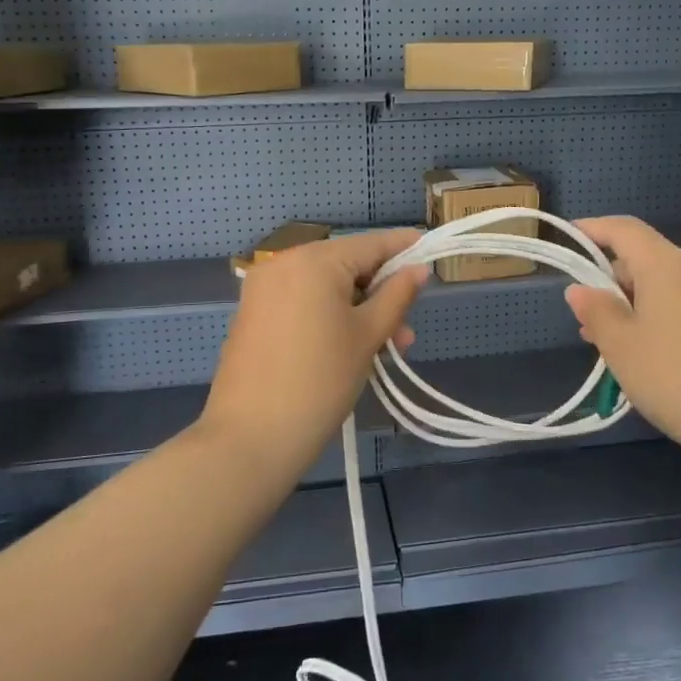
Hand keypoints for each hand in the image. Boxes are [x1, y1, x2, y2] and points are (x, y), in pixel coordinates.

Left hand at [201, 229, 426, 469]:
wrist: (251, 437)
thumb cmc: (320, 381)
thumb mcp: (367, 336)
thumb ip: (396, 296)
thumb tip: (418, 270)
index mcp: (314, 260)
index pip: (370, 243)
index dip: (403, 248)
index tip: (429, 252)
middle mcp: (284, 262)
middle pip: (346, 265)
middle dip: (380, 293)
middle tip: (406, 332)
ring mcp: (263, 288)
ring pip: (324, 287)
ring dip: (357, 309)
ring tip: (385, 348)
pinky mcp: (252, 313)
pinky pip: (301, 301)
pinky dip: (328, 315)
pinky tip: (348, 346)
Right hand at [562, 216, 680, 453]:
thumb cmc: (673, 377)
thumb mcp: (620, 346)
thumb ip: (596, 310)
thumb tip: (580, 290)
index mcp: (668, 265)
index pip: (625, 230)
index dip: (594, 229)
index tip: (571, 236)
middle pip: (647, 258)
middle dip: (613, 280)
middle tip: (587, 317)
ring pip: (668, 284)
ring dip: (636, 302)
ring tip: (613, 341)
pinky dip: (662, 314)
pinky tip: (650, 351)